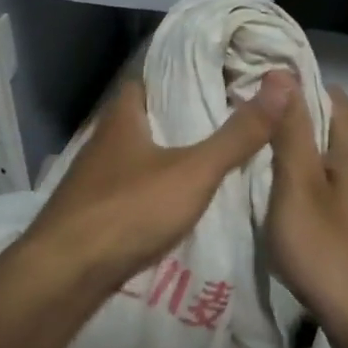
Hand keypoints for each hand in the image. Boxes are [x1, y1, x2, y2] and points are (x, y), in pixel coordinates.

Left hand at [15, 70, 297, 301]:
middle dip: (178, 115)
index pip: (149, 78)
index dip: (180, 73)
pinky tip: (176, 198)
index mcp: (122, 118)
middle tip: (224, 115)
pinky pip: (130, 187)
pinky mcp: (92, 211)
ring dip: (165, 152)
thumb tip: (283, 83)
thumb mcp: (194, 171)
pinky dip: (153, 185)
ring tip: (209, 153)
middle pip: (144, 117)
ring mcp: (93, 178)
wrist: (64, 274)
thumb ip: (237, 134)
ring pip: (137, 153)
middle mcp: (103, 140)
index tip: (218, 74)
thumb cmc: (128, 210)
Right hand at [266, 84, 347, 347]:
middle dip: (291, 126)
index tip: (249, 106)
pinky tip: (292, 206)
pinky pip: (342, 185)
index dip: (286, 93)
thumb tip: (283, 73)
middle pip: (330, 124)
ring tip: (260, 170)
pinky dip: (316, 185)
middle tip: (247, 140)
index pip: (323, 92)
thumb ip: (290, 131)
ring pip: (334, 157)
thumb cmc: (330, 254)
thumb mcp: (297, 189)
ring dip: (302, 158)